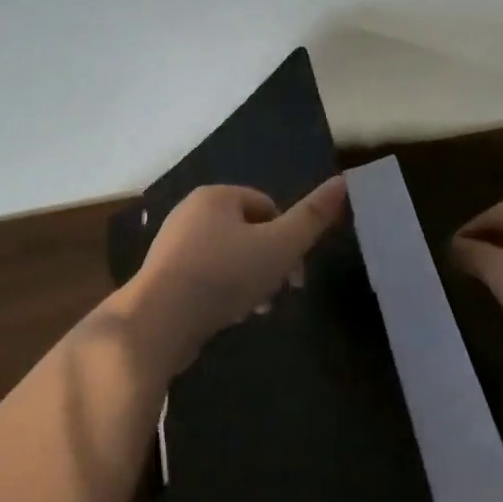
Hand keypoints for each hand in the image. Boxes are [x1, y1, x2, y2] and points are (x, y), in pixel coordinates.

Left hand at [115, 178, 348, 375]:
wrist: (159, 319)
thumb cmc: (224, 275)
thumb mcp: (279, 246)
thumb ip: (312, 217)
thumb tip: (343, 181)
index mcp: (215, 196)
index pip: (267, 206)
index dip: (288, 238)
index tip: (296, 274)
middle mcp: (190, 212)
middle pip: (248, 233)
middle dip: (269, 263)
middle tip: (278, 295)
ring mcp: (173, 244)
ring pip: (228, 257)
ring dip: (248, 281)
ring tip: (254, 310)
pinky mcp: (164, 275)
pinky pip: (206, 277)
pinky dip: (222, 293)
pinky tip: (229, 317)